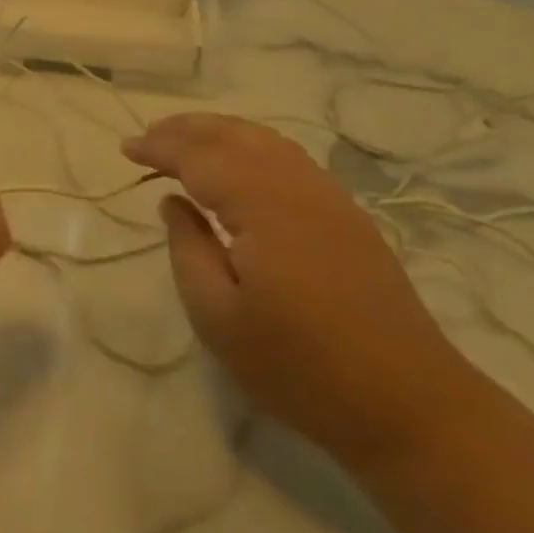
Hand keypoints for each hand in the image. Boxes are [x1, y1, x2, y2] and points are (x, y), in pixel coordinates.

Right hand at [124, 114, 468, 465]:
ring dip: (219, 132)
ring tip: (184, 140)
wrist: (408, 404)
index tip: (125, 149)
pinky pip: (289, 158)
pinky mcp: (347, 214)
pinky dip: (252, 146)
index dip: (159, 148)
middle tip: (147, 137)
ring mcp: (329, 196)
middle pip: (234, 135)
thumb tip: (172, 201)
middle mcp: (297, 185)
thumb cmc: (300, 368)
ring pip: (265, 140)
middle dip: (186, 129)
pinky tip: (240, 165)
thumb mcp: (219, 319)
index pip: (199, 157)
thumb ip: (188, 249)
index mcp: (263, 205)